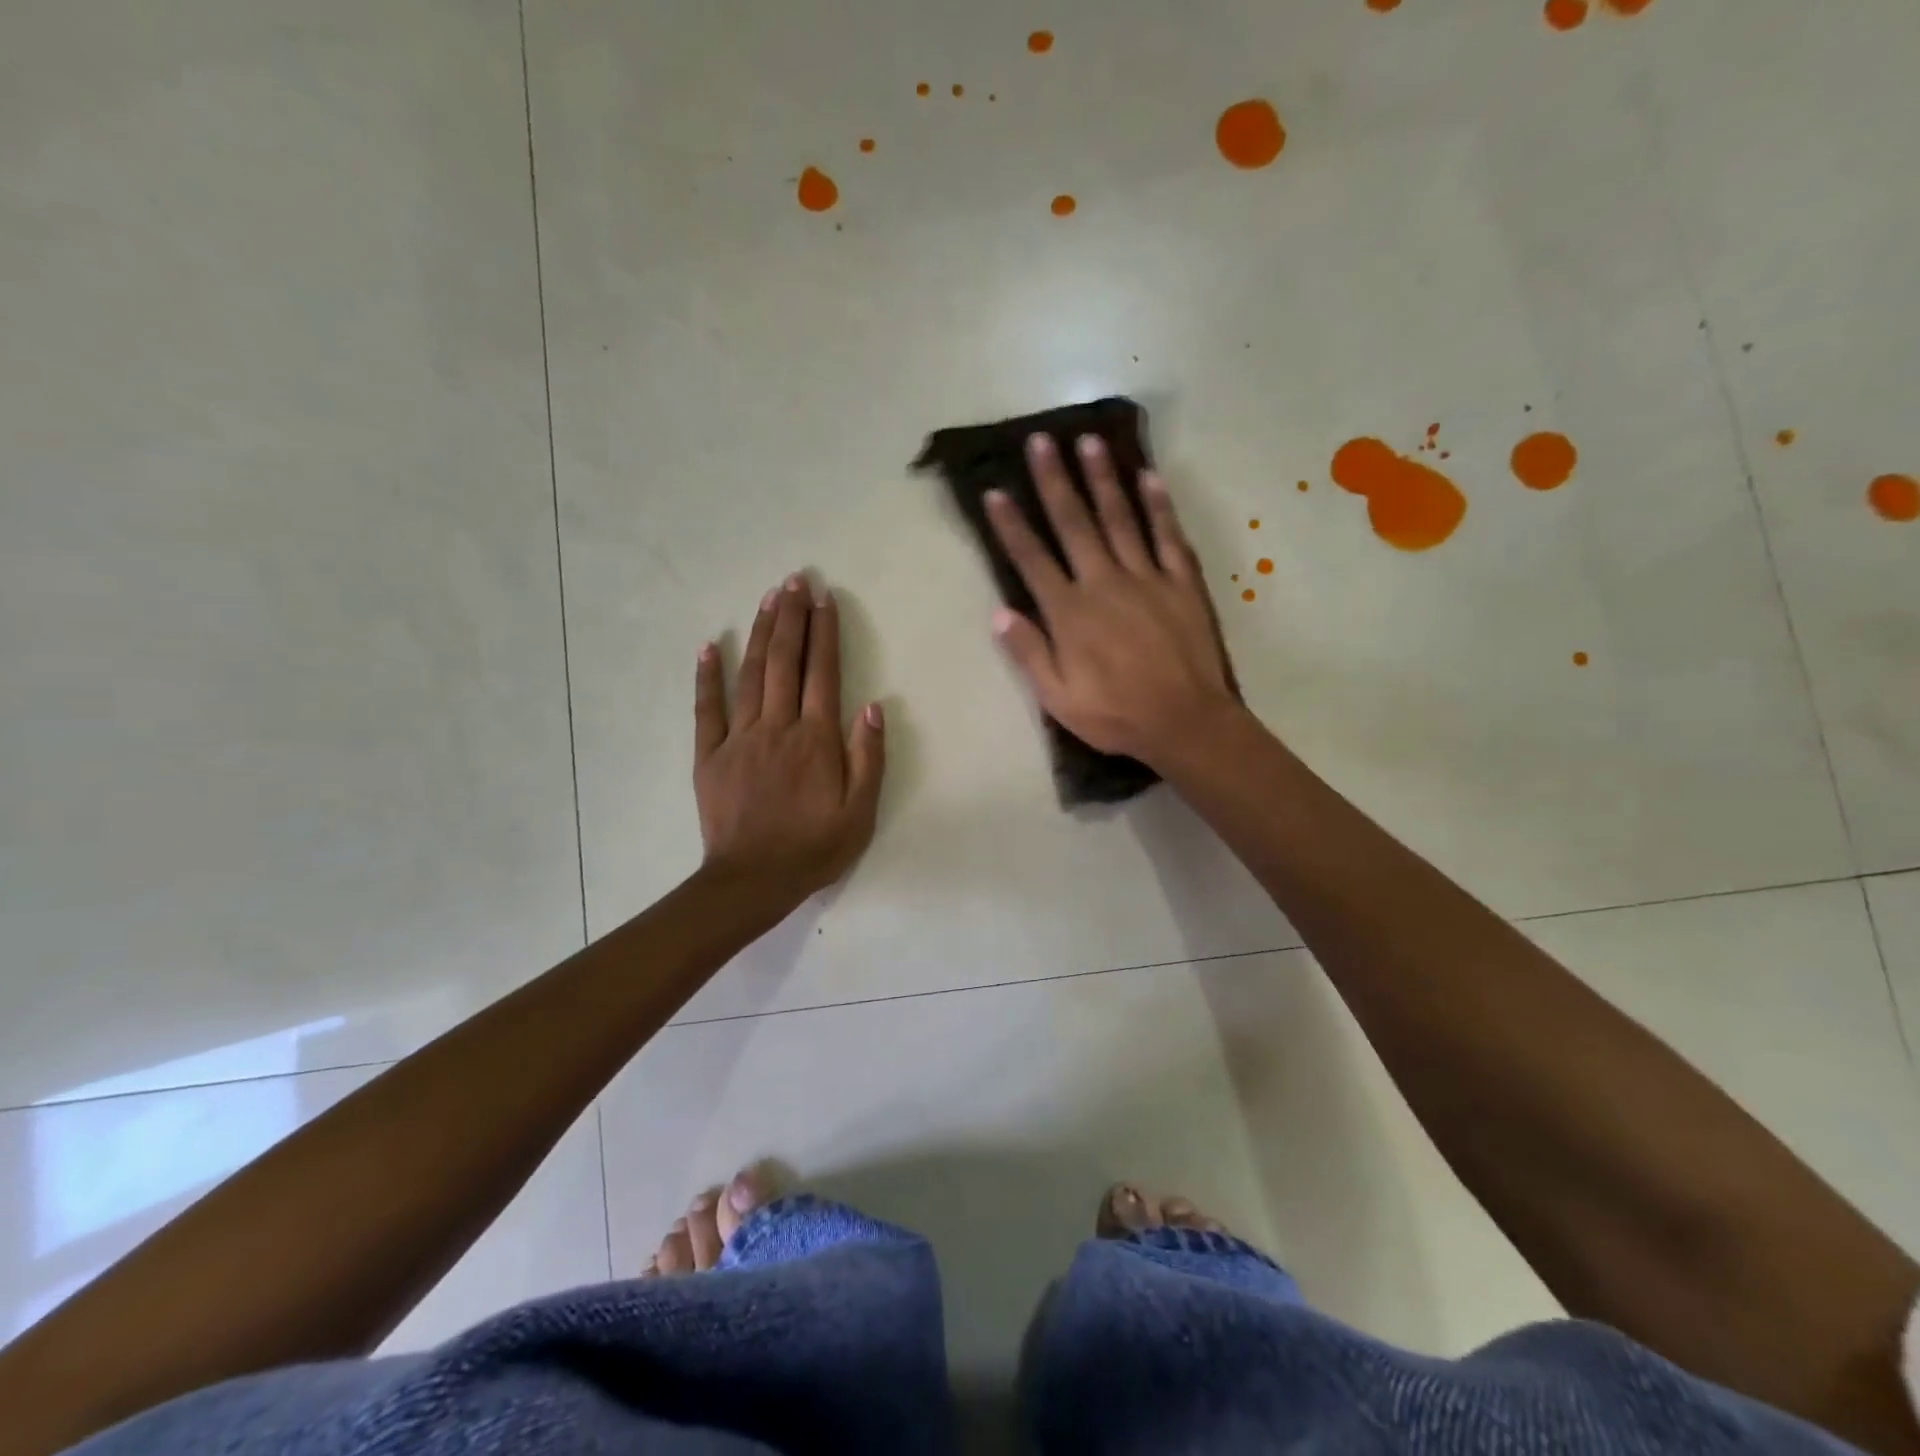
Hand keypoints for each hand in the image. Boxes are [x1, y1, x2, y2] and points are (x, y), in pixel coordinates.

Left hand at [694, 575, 884, 898]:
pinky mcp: (709, 755)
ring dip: (760, 632)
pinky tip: (709, 645)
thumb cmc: (814, 849)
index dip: (825, 633)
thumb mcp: (860, 812)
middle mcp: (778, 727)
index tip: (825, 599)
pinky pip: (706, 708)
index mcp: (816, 740)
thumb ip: (868, 758)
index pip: (823, 673)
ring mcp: (739, 738)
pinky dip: (707, 675)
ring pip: (751, 674)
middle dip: (792, 617)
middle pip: (785, 662)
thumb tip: (872, 706)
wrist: (752, 882)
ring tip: (769, 597)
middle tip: (795, 580)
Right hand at [985, 434, 1238, 767]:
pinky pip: (1167, 537)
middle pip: (1074, 524)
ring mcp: (1146, 578)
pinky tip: (1149, 477)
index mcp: (1070, 613)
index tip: (995, 492)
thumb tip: (999, 613)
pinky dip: (1158, 506)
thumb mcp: (1058, 698)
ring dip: (1102, 479)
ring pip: (1120, 519)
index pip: (1032, 560)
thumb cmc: (1116, 715)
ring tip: (1088, 442)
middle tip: (1041, 441)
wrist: (1186, 722)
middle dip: (1055, 481)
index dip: (1011, 525)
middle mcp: (1104, 583)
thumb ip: (1029, 653)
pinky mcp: (1181, 583)